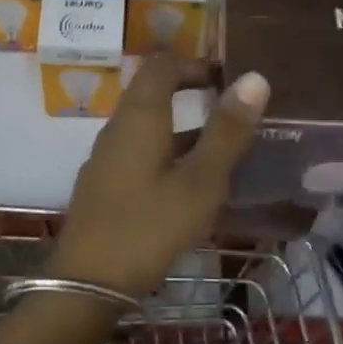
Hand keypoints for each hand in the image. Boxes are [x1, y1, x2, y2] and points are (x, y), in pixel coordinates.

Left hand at [50, 57, 269, 297]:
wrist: (88, 280)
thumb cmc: (149, 226)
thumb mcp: (200, 181)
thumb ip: (227, 131)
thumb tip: (254, 78)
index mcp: (139, 116)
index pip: (162, 65)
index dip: (194, 63)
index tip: (227, 78)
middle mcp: (118, 128)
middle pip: (151, 92)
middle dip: (191, 94)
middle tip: (231, 111)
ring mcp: (106, 157)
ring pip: (146, 126)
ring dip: (181, 128)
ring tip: (221, 150)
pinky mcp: (103, 184)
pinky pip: (138, 152)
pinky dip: (166, 152)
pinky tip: (188, 184)